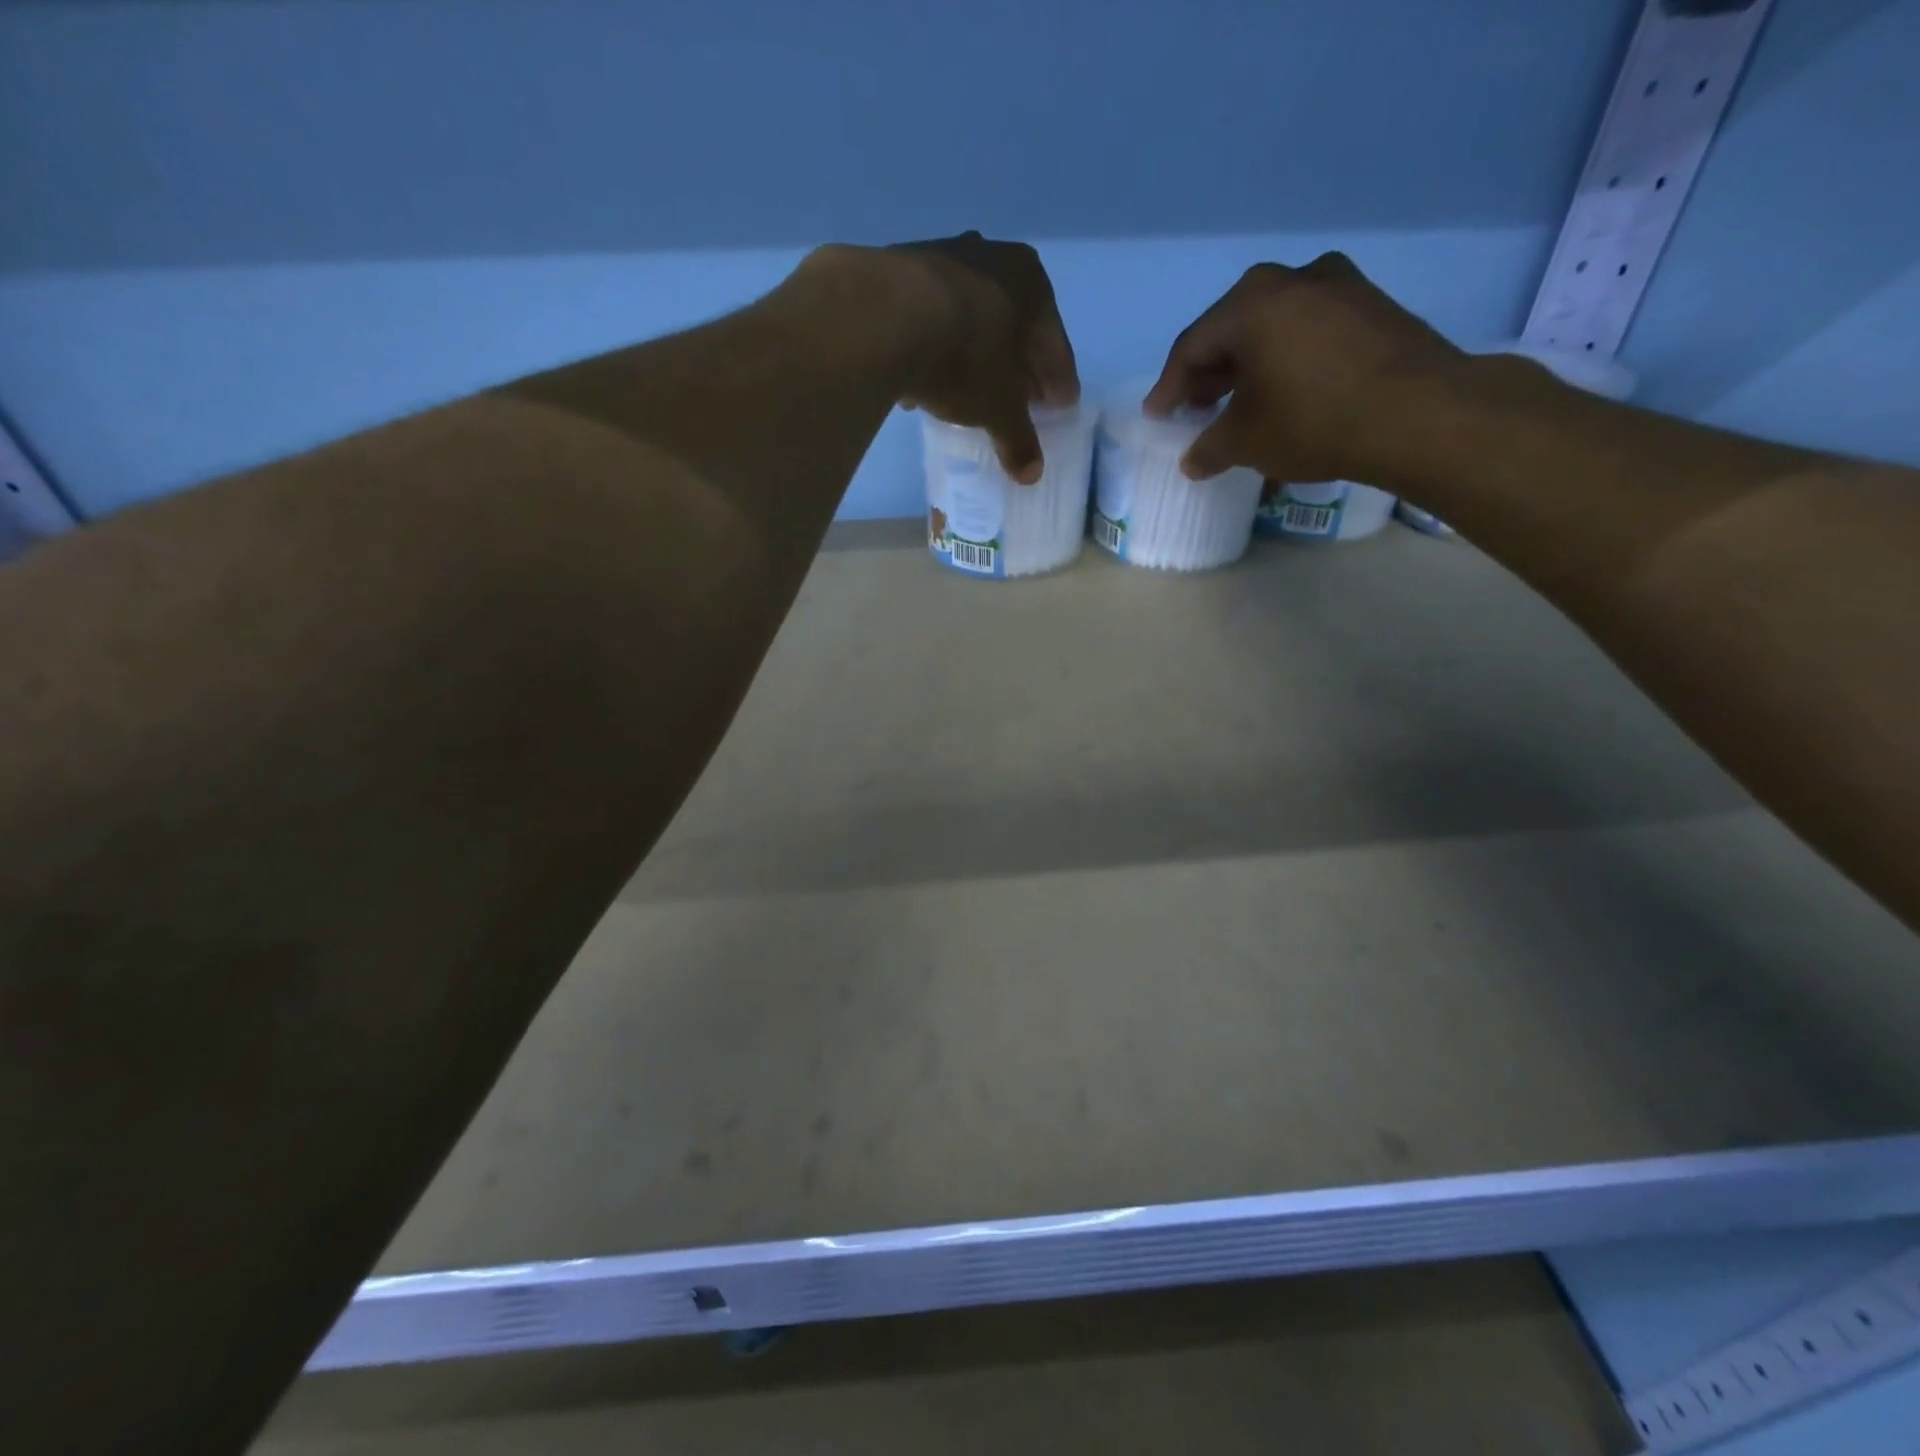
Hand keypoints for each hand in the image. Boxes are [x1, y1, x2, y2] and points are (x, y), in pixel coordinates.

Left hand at [879, 232, 1079, 483]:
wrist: (886, 318)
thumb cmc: (966, 358)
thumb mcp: (999, 408)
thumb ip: (1018, 439)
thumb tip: (1031, 474)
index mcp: (1032, 282)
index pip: (1054, 343)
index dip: (1058, 380)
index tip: (1060, 405)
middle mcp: (992, 257)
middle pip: (1013, 326)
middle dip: (1017, 367)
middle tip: (1020, 402)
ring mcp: (942, 257)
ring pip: (969, 320)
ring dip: (974, 357)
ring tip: (969, 396)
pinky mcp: (898, 271)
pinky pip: (930, 321)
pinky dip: (935, 350)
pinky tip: (926, 383)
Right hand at [1144, 253, 1465, 484]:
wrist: (1419, 413)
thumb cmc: (1312, 420)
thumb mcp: (1245, 442)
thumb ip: (1208, 448)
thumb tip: (1193, 459)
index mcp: (1250, 303)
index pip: (1191, 347)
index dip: (1169, 387)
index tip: (1158, 417)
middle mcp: (1293, 279)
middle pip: (1233, 330)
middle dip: (1210, 374)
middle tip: (1197, 409)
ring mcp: (1340, 286)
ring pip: (1275, 328)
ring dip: (1251, 368)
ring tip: (1241, 405)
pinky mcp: (1374, 306)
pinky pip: (1311, 332)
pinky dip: (1288, 361)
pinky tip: (1286, 393)